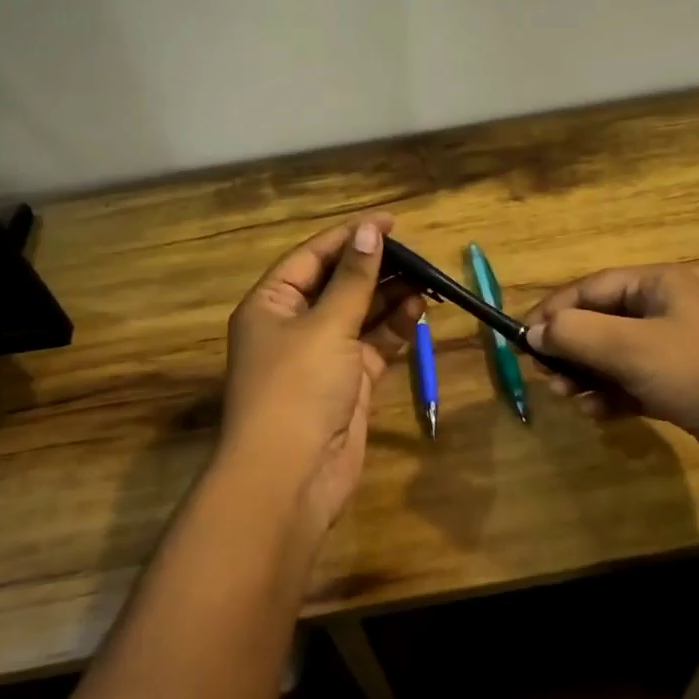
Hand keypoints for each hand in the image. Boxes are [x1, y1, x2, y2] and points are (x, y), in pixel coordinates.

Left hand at [219, 215, 424, 535]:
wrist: (291, 477)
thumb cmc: (297, 388)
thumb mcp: (326, 326)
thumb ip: (354, 280)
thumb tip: (370, 232)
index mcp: (271, 304)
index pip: (313, 257)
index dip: (350, 237)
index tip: (389, 222)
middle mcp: (293, 326)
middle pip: (338, 285)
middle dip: (375, 269)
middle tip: (416, 253)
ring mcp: (322, 357)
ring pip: (360, 315)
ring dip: (390, 298)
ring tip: (427, 278)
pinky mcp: (348, 383)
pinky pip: (374, 345)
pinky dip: (395, 329)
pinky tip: (420, 310)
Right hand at [524, 266, 698, 496]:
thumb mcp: (633, 348)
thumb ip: (577, 335)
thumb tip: (535, 332)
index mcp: (657, 286)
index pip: (589, 289)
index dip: (553, 312)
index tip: (523, 342)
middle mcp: (665, 312)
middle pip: (599, 322)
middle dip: (569, 349)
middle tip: (548, 378)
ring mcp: (675, 352)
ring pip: (613, 356)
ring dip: (587, 376)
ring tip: (570, 399)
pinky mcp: (682, 388)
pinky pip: (632, 384)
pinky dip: (611, 396)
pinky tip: (600, 415)